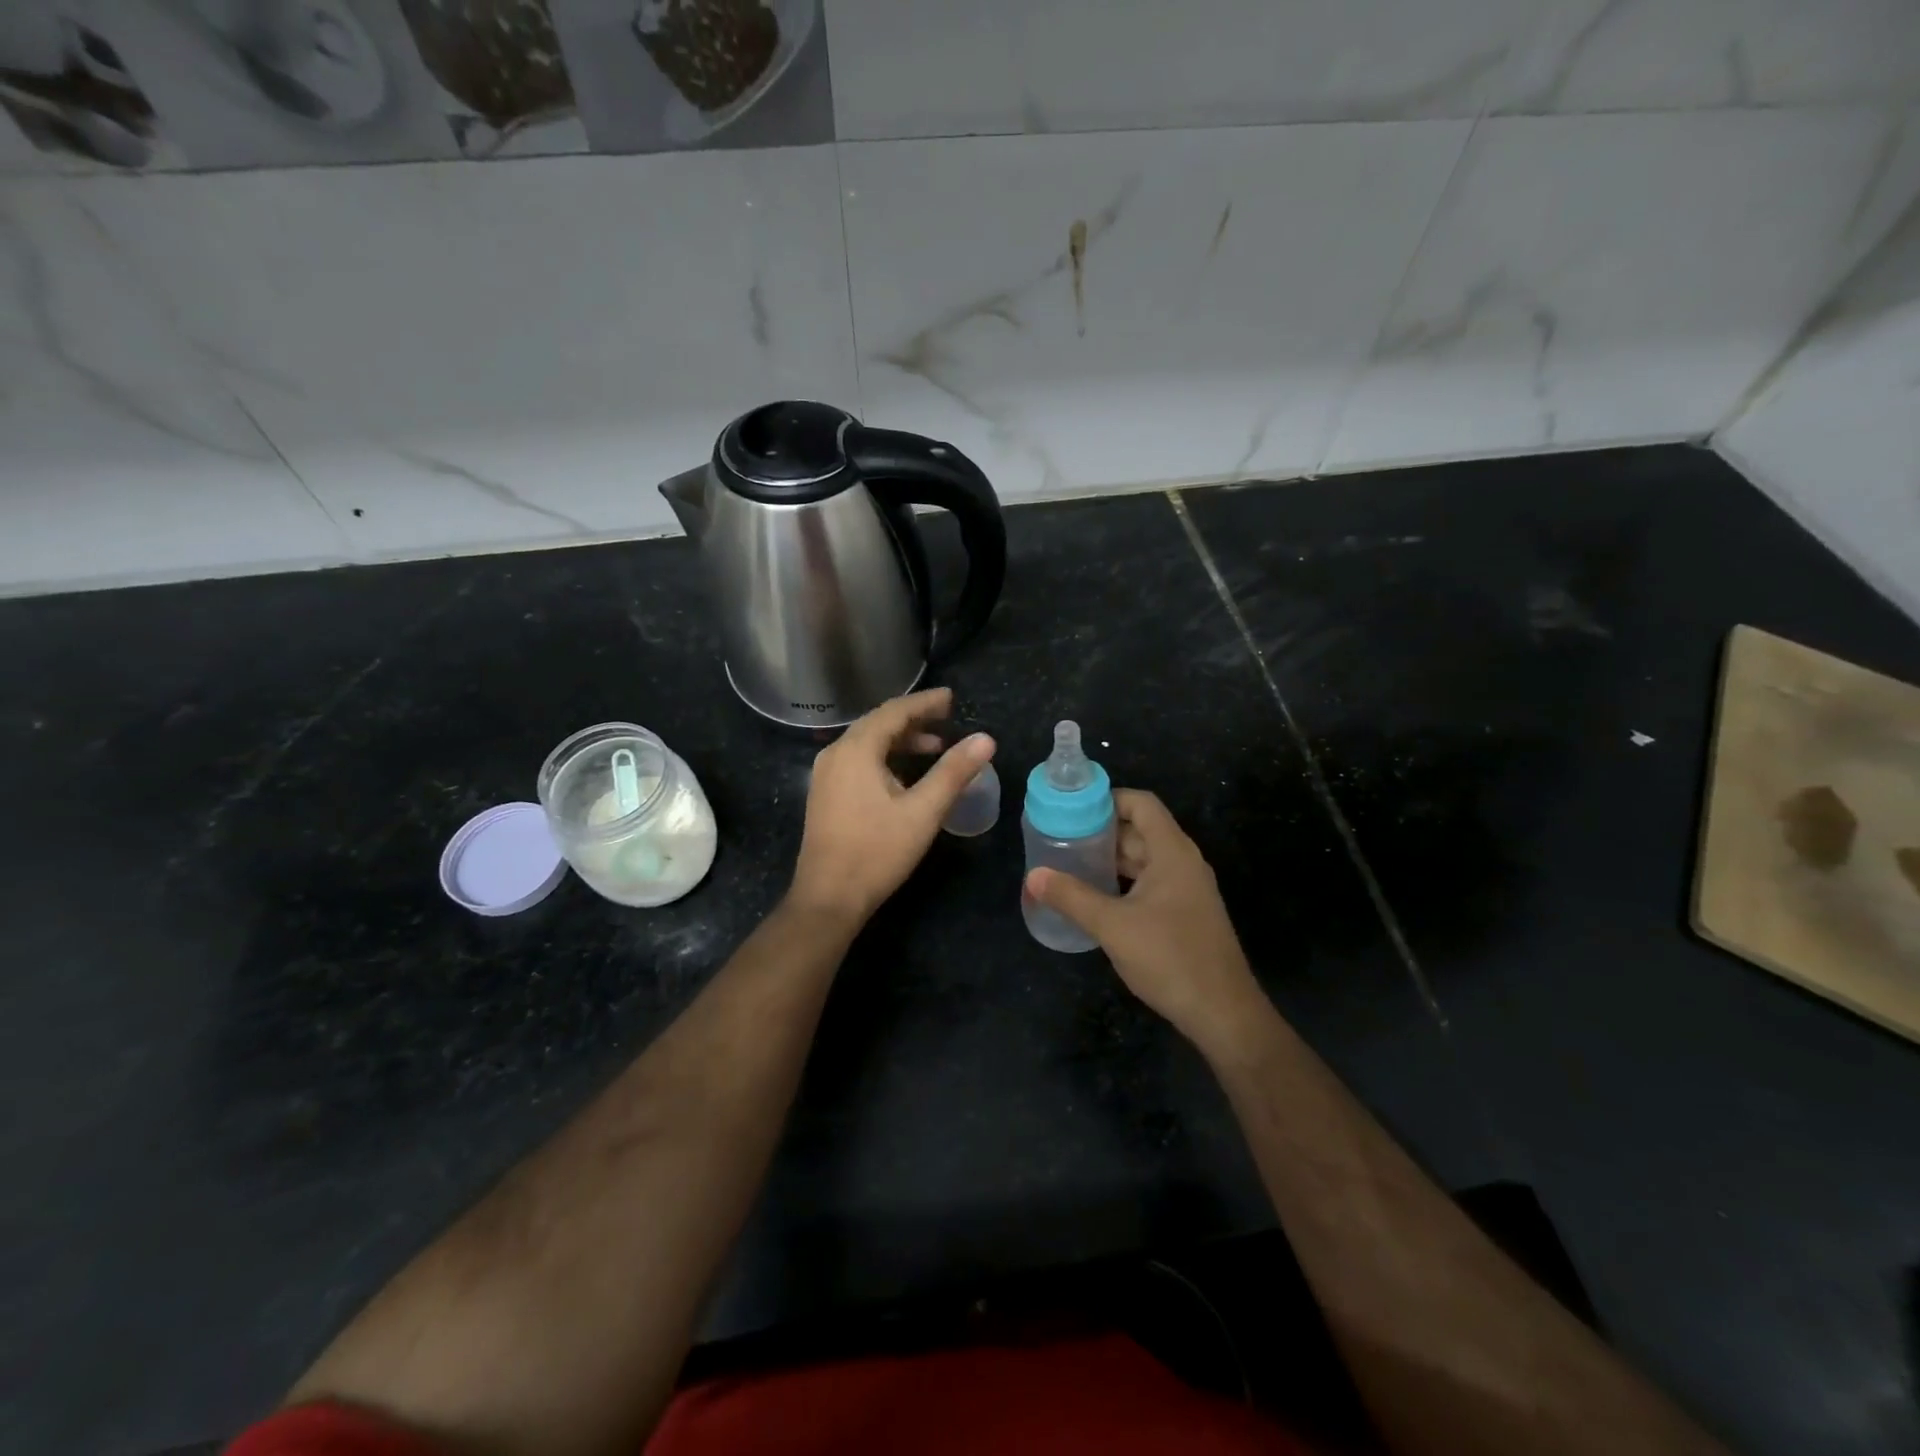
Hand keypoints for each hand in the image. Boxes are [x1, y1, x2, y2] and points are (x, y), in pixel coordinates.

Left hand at [789, 687, 995, 924]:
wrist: (828, 897)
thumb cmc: (877, 852)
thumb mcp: (923, 811)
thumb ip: (954, 771)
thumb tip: (986, 739)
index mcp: (856, 750)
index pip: (894, 711)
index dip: (925, 702)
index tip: (952, 698)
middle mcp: (835, 753)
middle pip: (878, 723)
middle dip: (914, 718)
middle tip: (947, 718)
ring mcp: (826, 775)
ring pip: (867, 743)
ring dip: (901, 740)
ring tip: (935, 747)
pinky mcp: (825, 794)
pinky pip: (858, 760)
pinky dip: (885, 757)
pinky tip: (905, 774)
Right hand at [1026, 790, 1267, 1055]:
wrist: (1222, 1012)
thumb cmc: (1169, 958)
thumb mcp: (1113, 926)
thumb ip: (1072, 897)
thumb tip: (1033, 876)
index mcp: (1172, 852)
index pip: (1141, 804)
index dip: (1108, 799)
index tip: (1072, 809)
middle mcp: (1183, 863)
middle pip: (1140, 830)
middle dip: (1102, 831)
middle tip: (1061, 837)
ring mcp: (1186, 890)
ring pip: (1144, 859)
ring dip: (1110, 858)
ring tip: (1070, 863)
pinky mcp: (1184, 914)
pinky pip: (1149, 883)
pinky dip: (1123, 881)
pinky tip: (1095, 896)